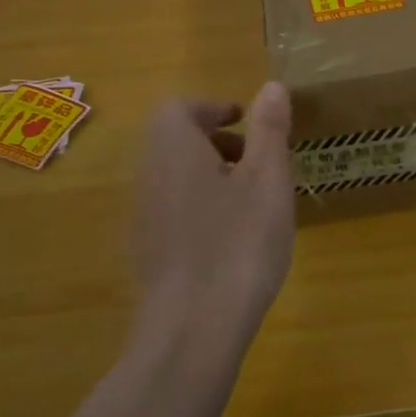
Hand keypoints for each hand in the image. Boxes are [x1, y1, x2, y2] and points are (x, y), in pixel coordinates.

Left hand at [131, 82, 296, 345]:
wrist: (192, 330)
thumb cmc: (237, 242)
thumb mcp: (267, 178)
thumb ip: (269, 129)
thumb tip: (271, 86)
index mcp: (173, 148)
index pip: (179, 108)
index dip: (214, 108)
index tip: (247, 122)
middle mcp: (149, 175)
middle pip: (174, 141)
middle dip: (216, 141)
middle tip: (255, 159)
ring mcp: (144, 217)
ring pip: (175, 176)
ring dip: (211, 174)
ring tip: (252, 199)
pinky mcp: (148, 252)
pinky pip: (174, 210)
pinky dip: (202, 207)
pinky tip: (233, 238)